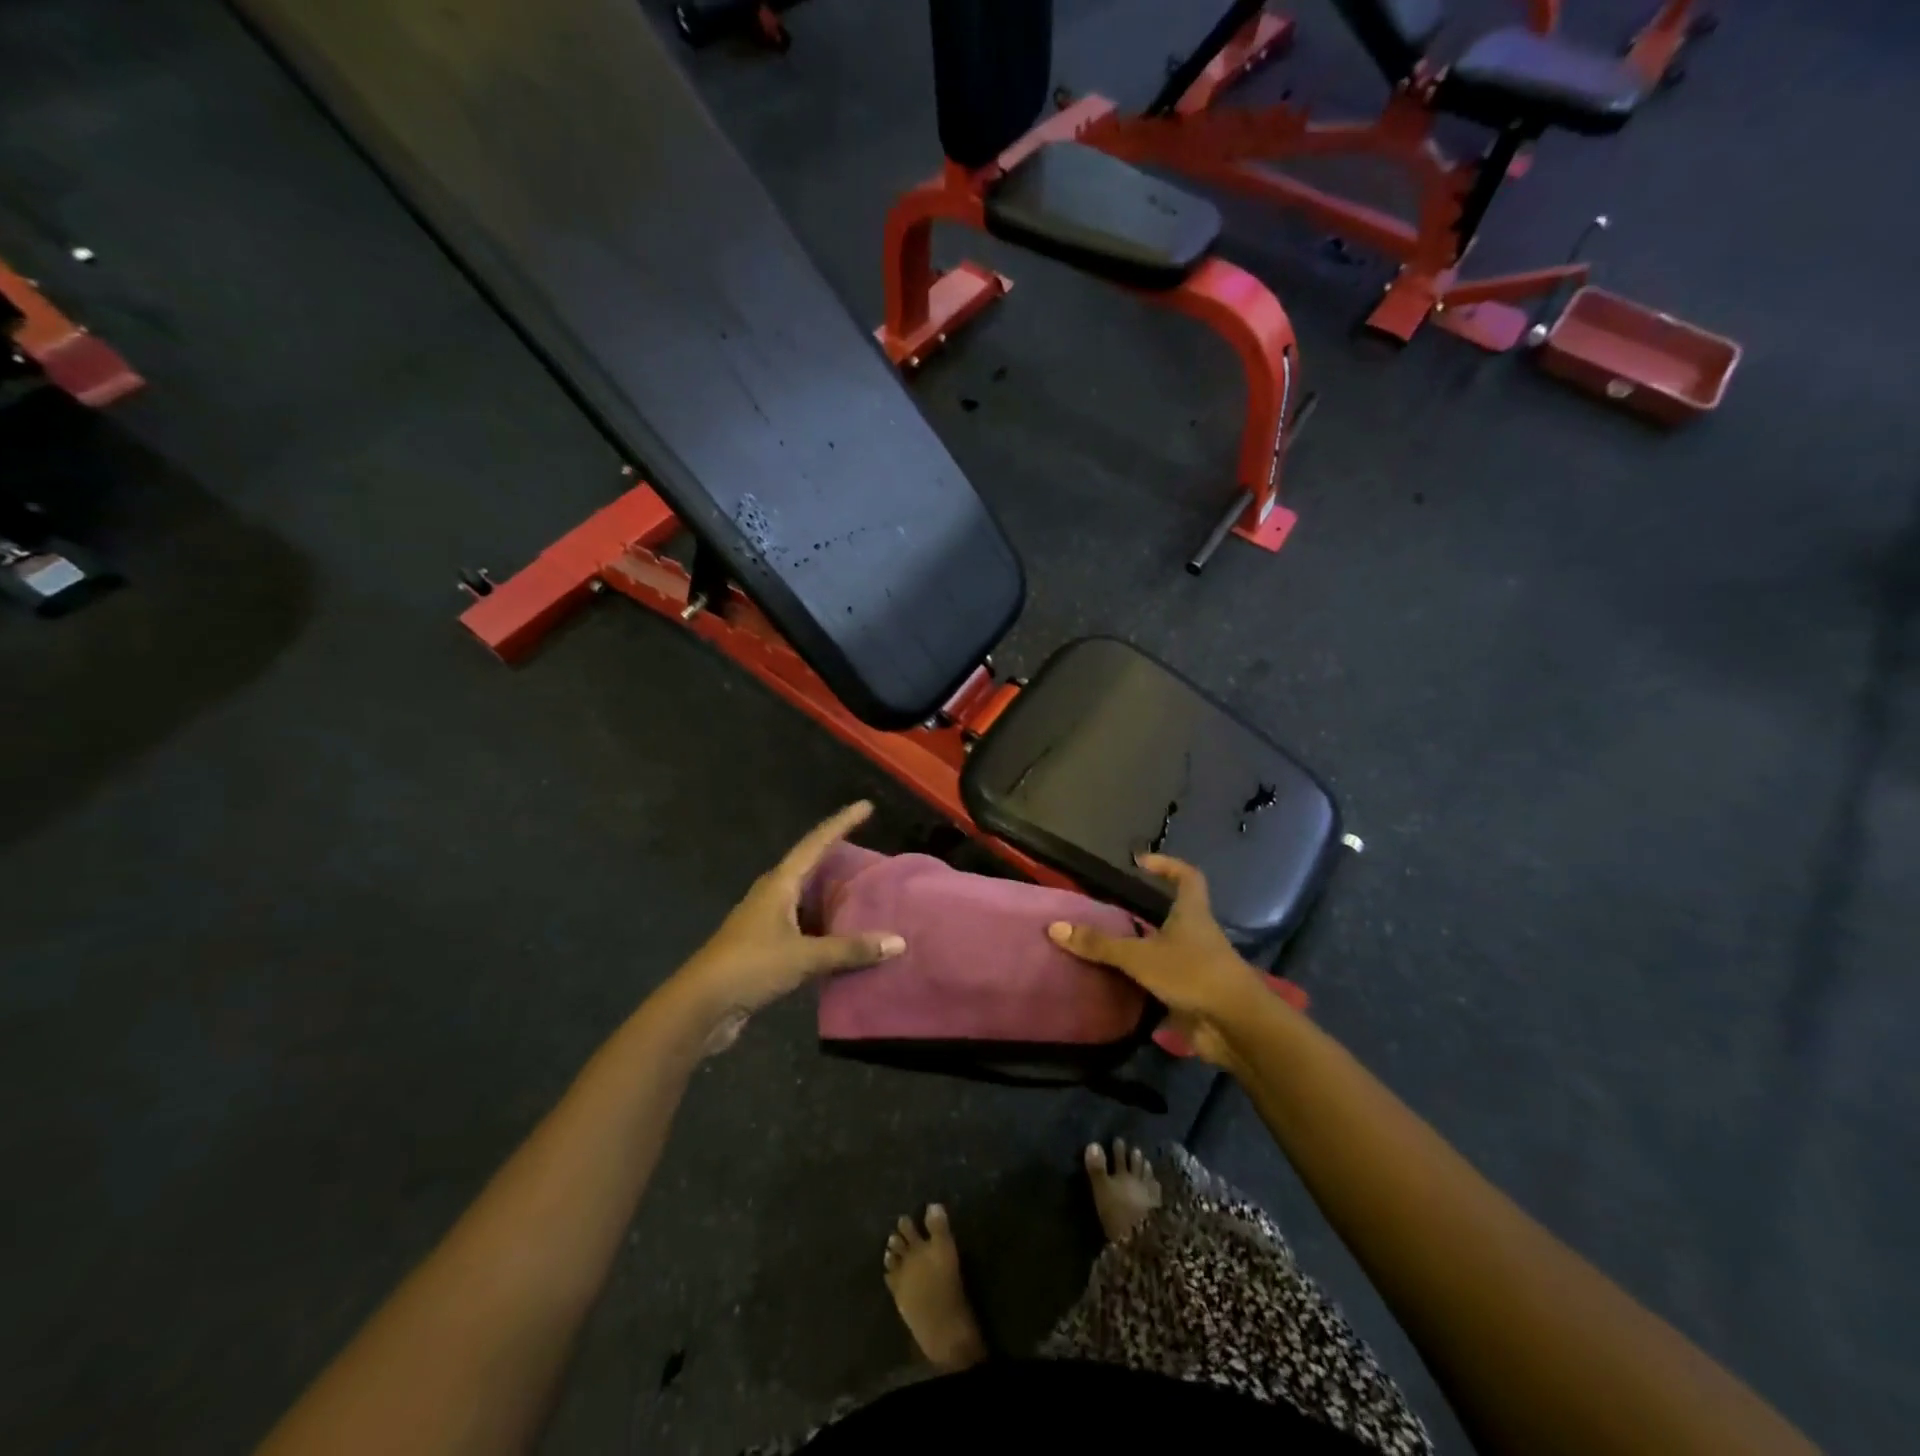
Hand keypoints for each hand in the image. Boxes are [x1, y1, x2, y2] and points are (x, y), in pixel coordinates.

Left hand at [673, 801, 904, 1052]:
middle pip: (810, 867)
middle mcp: (772, 895)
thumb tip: (898, 942)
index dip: (842, 823)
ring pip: (807, 900)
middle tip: (871, 853)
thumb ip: (851, 949)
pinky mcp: (765, 947)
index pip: (816, 843)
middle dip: (838, 858)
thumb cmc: (750, 967)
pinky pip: (804, 927)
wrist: (700, 1007)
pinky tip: (845, 938)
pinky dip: (826, 928)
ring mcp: (766, 922)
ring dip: (833, 897)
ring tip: (865, 895)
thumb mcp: (805, 957)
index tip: (865, 806)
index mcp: (779, 884)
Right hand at [1047, 854, 1265, 1067]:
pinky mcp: (1194, 996)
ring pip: (1167, 951)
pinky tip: (1118, 987)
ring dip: (1143, 951)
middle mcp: (1198, 936)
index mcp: (1192, 914)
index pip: (1187, 877)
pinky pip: (1164, 983)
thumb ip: (1099, 944)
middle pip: (1174, 916)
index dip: (1168, 865)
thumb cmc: (1192, 974)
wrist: (1235, 1026)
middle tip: (1110, 913)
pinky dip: (1144, 984)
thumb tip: (1055, 927)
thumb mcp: (1140, 956)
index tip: (1141, 863)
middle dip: (1146, 914)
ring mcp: (1198, 967)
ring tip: (1106, 950)